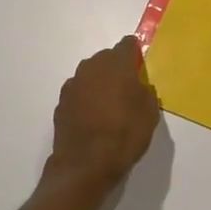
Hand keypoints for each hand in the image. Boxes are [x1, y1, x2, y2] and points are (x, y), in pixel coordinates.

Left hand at [49, 37, 159, 191]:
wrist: (85, 164)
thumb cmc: (124, 135)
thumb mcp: (150, 114)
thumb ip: (146, 92)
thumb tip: (139, 87)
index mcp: (117, 64)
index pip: (127, 45)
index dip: (135, 52)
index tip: (140, 65)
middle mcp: (92, 66)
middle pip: (107, 58)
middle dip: (116, 68)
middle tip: (127, 88)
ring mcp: (73, 83)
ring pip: (91, 74)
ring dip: (99, 83)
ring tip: (109, 105)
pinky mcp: (61, 101)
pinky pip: (79, 92)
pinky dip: (86, 99)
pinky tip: (92, 117)